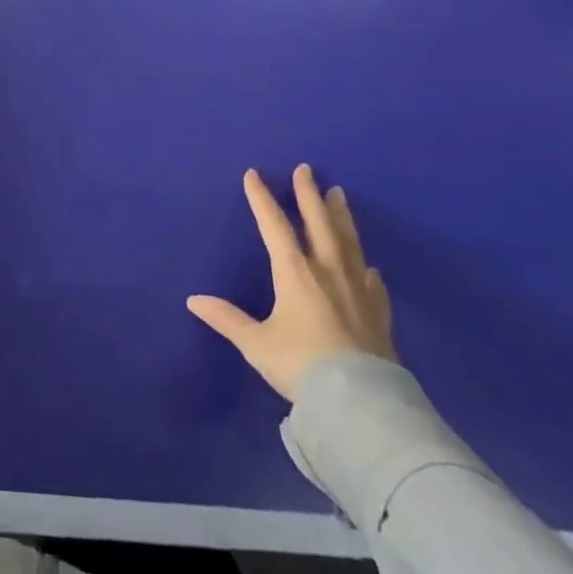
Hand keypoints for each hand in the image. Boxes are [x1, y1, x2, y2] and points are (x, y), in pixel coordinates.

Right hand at [187, 165, 396, 400]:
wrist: (361, 403)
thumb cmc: (302, 365)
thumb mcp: (256, 344)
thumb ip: (227, 319)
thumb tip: (194, 300)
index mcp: (295, 273)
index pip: (274, 225)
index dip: (262, 198)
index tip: (254, 175)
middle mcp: (327, 272)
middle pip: (318, 223)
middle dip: (309, 194)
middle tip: (307, 169)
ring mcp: (357, 291)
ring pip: (348, 243)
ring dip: (341, 216)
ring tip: (339, 195)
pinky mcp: (378, 314)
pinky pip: (372, 282)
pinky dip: (367, 269)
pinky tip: (370, 266)